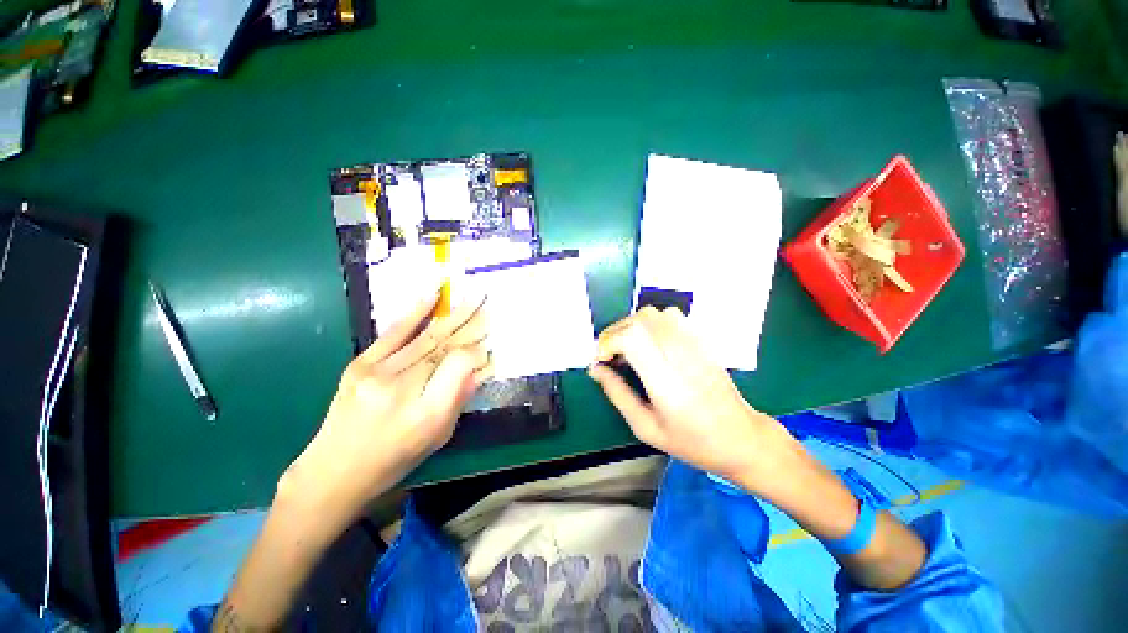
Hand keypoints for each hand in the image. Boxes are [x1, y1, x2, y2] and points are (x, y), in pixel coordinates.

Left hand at [281, 291, 491, 522]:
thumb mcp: (439, 435)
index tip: (489, 343)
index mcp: (427, 412)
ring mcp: (377, 372)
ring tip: (473, 297)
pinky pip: (393, 332)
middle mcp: (402, 387)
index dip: (477, 350)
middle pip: (445, 346)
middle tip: (489, 304)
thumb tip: (479, 364)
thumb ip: (460, 396)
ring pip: (426, 337)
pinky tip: (433, 295)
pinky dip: (415, 312)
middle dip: (471, 323)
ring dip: (453, 315)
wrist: (334, 470)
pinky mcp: (360, 363)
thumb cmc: (396, 458)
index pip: (460, 364)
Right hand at [588, 306, 799, 493]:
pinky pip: (670, 316)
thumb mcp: (646, 428)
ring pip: (654, 314)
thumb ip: (617, 394)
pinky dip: (650, 323)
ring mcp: (694, 344)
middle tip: (609, 355)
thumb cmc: (693, 441)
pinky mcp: (701, 340)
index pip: (632, 337)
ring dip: (632, 325)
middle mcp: (680, 354)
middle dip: (614, 332)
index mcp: (665, 380)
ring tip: (627, 348)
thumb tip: (596, 370)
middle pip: (639, 320)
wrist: (742, 438)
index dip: (608, 341)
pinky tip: (649, 343)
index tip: (601, 359)